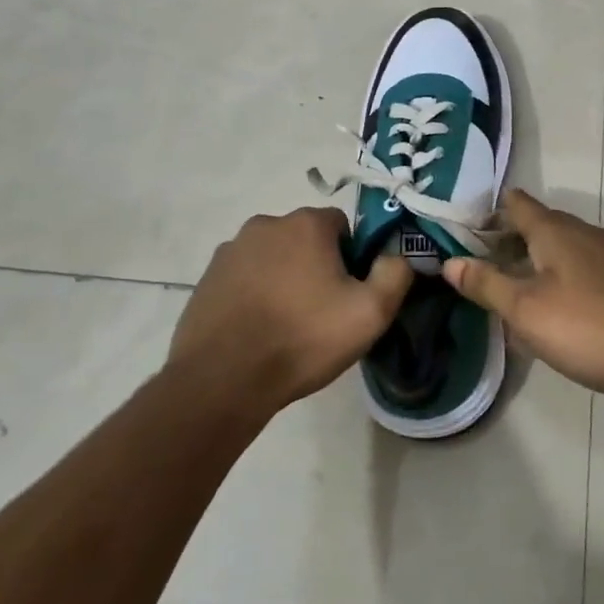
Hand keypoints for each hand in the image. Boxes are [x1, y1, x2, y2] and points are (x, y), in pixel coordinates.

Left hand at [169, 208, 413, 416]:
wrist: (223, 379)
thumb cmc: (303, 339)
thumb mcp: (371, 313)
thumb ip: (395, 274)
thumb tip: (395, 256)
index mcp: (306, 224)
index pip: (342, 226)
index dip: (352, 258)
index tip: (348, 293)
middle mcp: (266, 224)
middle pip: (306, 239)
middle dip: (317, 266)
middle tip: (321, 312)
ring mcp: (231, 250)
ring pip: (273, 257)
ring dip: (283, 278)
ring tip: (286, 325)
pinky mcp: (207, 277)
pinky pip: (244, 277)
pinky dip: (254, 293)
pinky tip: (257, 330)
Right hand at [442, 190, 603, 400]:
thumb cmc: (592, 327)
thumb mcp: (527, 310)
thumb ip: (486, 284)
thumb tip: (450, 262)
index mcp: (554, 229)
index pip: (513, 202)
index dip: (484, 214)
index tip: (459, 237)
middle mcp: (582, 231)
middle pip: (535, 224)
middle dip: (504, 243)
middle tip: (476, 273)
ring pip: (559, 248)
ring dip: (531, 263)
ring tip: (509, 295)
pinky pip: (580, 267)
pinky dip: (558, 278)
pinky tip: (554, 312)